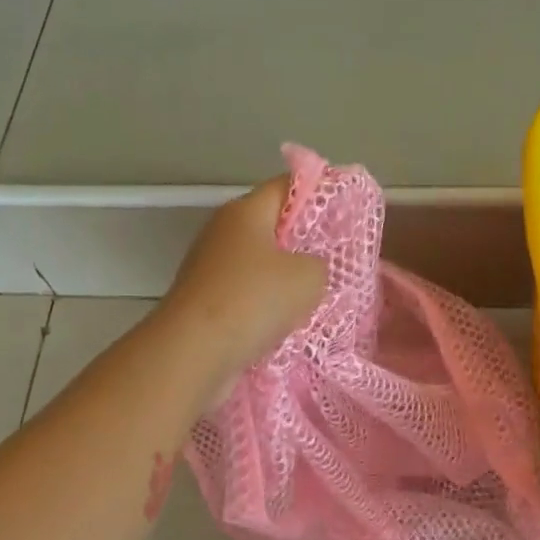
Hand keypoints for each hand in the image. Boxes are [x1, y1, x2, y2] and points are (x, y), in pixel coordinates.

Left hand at [161, 177, 327, 377]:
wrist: (194, 353)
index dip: (319, 193)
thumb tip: (309, 268)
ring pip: (260, 265)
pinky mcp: (205, 302)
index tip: (346, 213)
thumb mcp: (310, 276)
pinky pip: (247, 295)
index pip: (286, 186)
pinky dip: (267, 306)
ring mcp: (210, 269)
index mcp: (245, 211)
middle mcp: (222, 233)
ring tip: (319, 296)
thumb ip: (320, 262)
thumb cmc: (253, 300)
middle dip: (304, 242)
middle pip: (272, 226)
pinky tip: (289, 323)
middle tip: (339, 259)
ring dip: (286, 280)